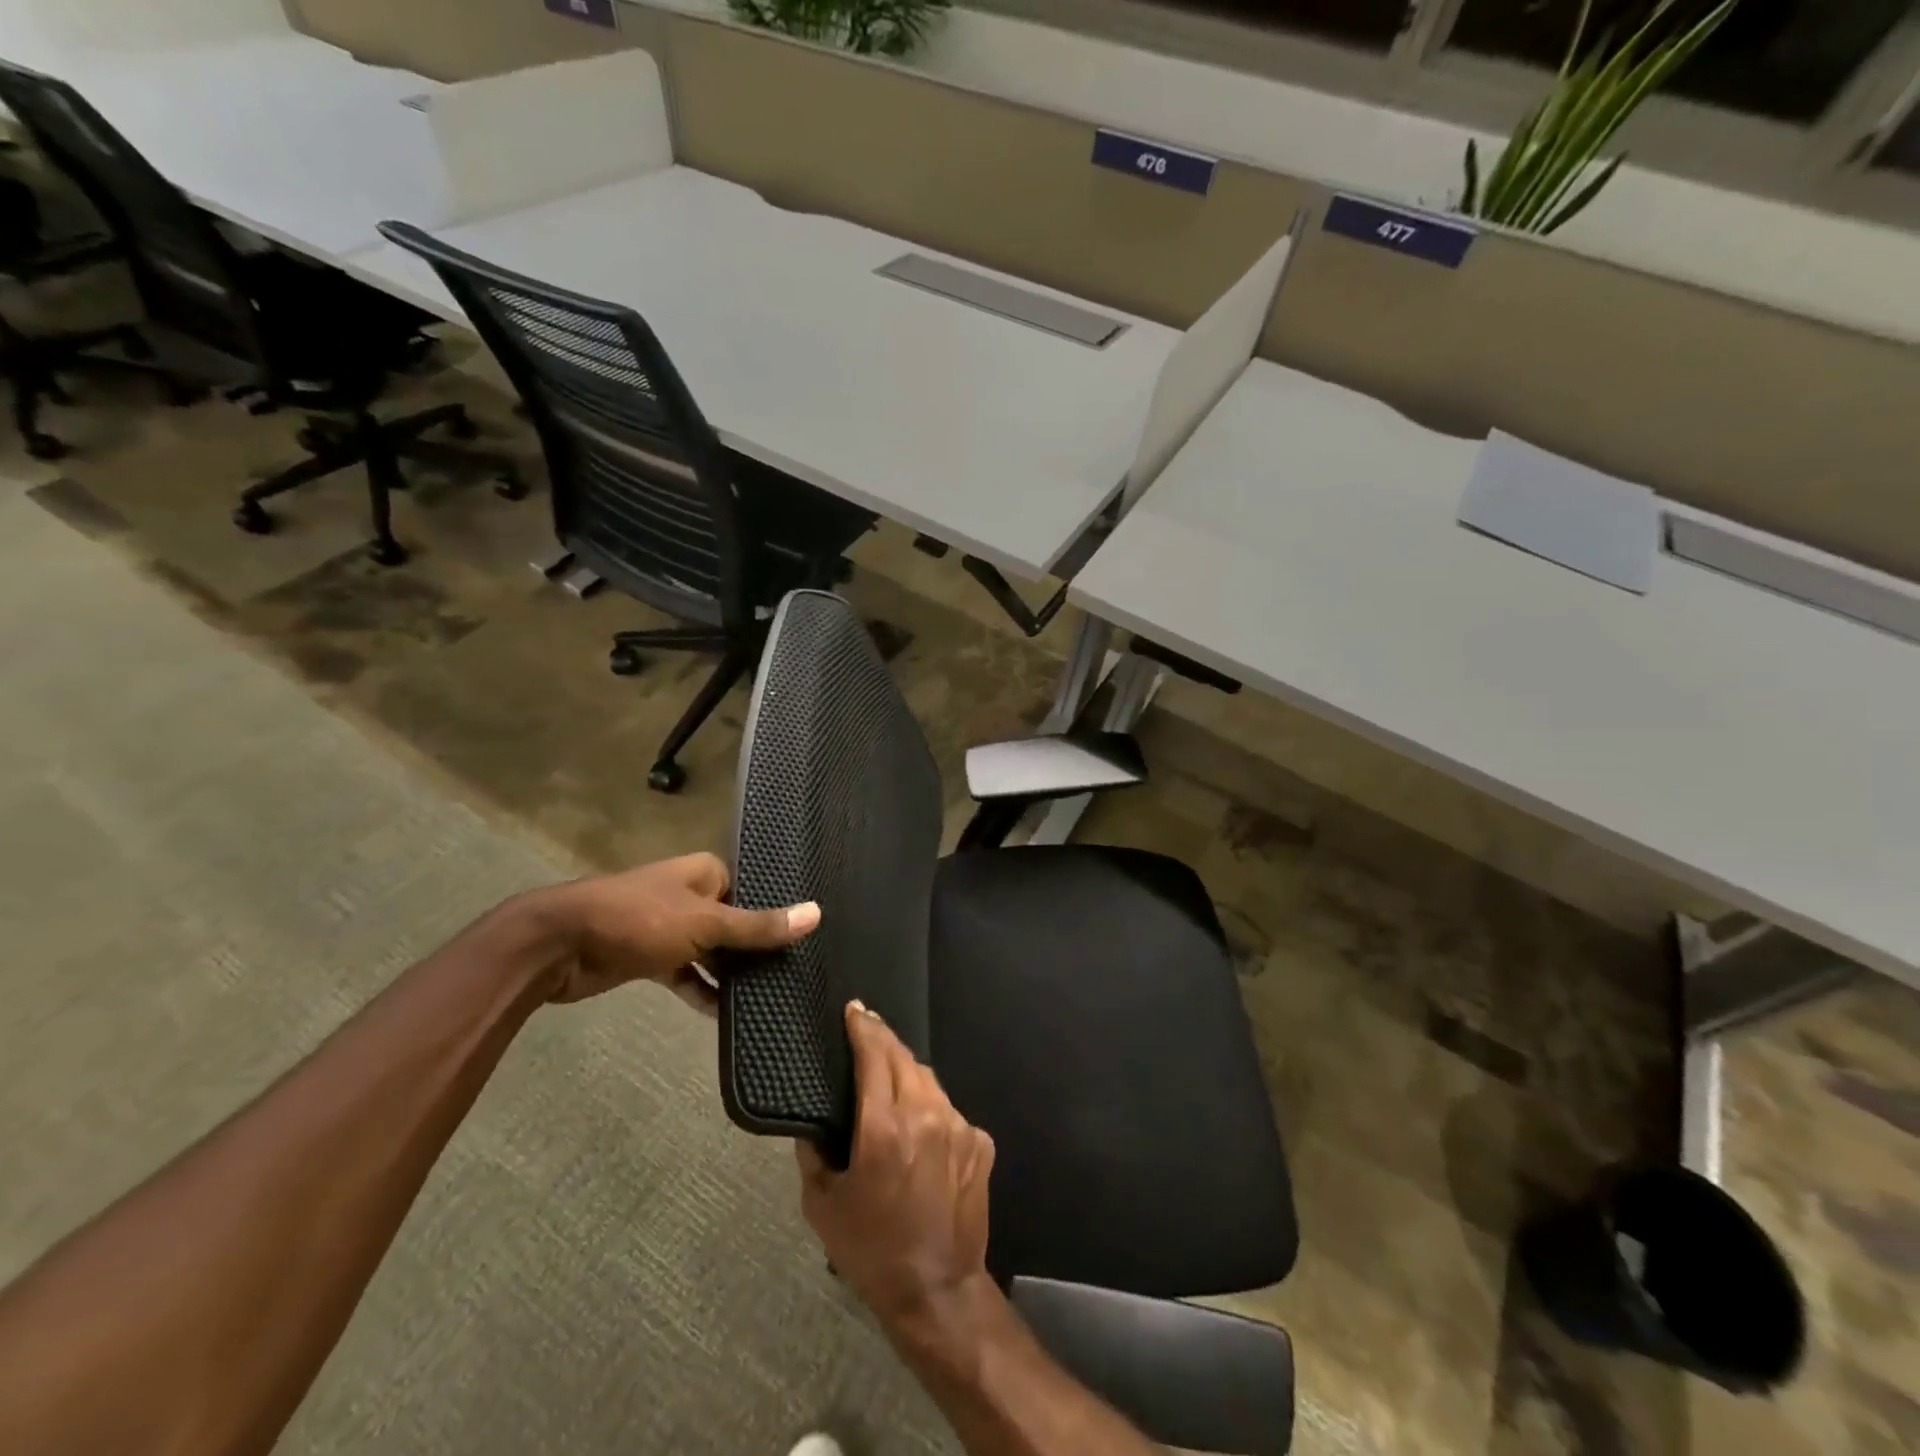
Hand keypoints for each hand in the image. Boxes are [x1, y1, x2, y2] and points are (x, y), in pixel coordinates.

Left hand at [535, 852, 819, 1008]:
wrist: (559, 945)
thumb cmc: (639, 920)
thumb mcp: (706, 923)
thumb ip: (759, 925)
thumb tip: (817, 913)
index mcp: (706, 873)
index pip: (754, 890)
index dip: (777, 914)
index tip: (807, 941)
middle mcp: (690, 895)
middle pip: (735, 921)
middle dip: (757, 948)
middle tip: (795, 973)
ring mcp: (669, 927)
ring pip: (712, 950)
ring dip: (731, 972)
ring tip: (771, 997)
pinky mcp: (650, 957)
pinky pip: (686, 973)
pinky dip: (702, 990)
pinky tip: (725, 1015)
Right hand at [797, 1003, 995, 1338]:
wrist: (938, 1290)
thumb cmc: (871, 1250)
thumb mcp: (823, 1205)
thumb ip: (814, 1152)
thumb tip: (814, 1121)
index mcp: (885, 1126)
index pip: (874, 1055)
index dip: (863, 1027)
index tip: (854, 1009)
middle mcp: (926, 1114)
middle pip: (904, 1057)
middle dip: (883, 1039)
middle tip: (866, 1030)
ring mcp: (959, 1125)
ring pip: (929, 1080)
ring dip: (907, 1072)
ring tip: (890, 1076)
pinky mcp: (981, 1142)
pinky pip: (949, 1110)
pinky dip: (930, 1107)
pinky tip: (919, 1127)